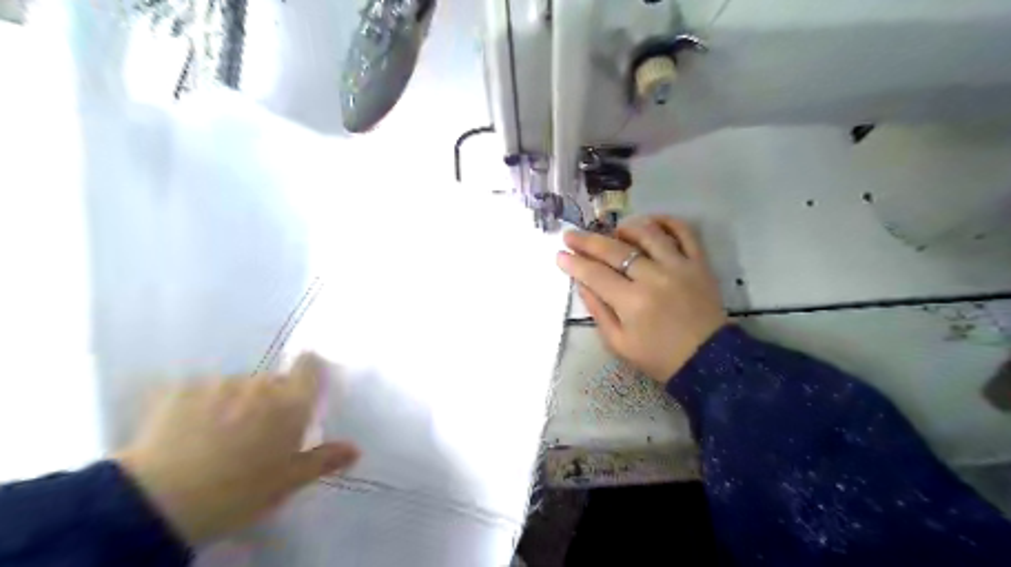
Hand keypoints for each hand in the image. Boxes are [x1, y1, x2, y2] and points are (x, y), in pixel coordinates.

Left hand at [114, 354, 358, 543]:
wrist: (157, 504)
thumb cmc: (238, 493)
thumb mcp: (287, 482)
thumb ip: (324, 459)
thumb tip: (355, 450)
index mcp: (291, 403)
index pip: (310, 365)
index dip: (309, 371)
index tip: (304, 388)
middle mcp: (260, 384)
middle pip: (272, 381)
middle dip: (269, 399)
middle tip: (256, 432)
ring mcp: (218, 384)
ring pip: (236, 386)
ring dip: (234, 402)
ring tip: (216, 437)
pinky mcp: (180, 389)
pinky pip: (201, 390)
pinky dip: (200, 405)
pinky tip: (187, 433)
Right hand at [561, 215, 727, 382]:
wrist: (707, 361)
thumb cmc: (658, 357)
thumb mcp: (618, 343)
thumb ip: (598, 311)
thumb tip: (582, 284)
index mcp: (632, 302)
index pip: (595, 274)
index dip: (574, 263)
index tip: (560, 254)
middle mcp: (653, 278)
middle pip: (614, 250)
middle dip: (587, 241)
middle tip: (571, 235)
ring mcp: (679, 266)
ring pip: (648, 233)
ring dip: (626, 227)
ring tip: (615, 231)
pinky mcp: (699, 263)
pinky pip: (684, 232)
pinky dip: (667, 221)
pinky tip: (650, 222)